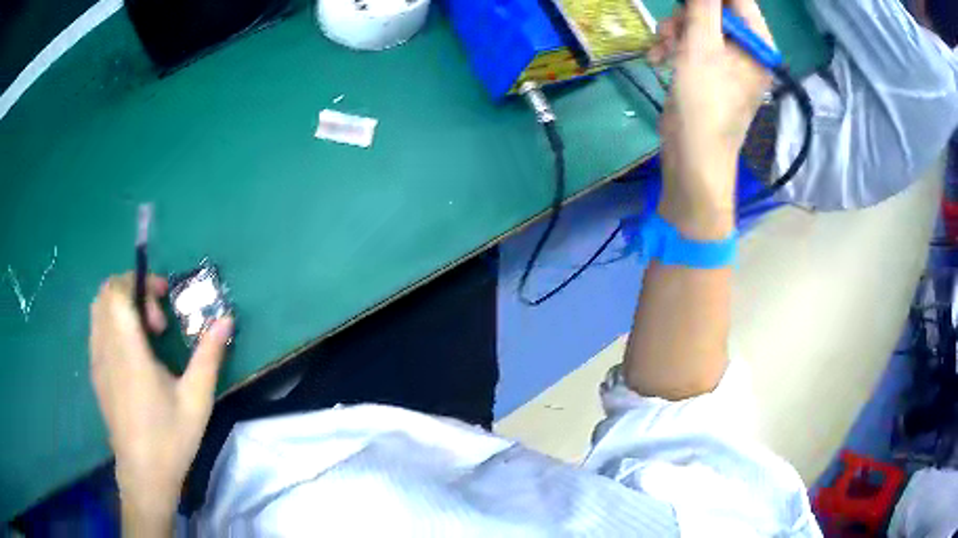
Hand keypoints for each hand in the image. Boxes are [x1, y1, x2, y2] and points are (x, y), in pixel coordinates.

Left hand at [90, 273, 232, 532]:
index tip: (163, 301)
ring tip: (144, 334)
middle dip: (132, 291)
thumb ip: (209, 355)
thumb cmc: (170, 438)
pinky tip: (132, 353)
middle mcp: (106, 348)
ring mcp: (97, 361)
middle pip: (106, 293)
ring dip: (120, 306)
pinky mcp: (95, 374)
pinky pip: (96, 330)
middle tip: (156, 320)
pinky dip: (112, 324)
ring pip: (98, 310)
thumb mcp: (196, 399)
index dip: (141, 282)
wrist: (144, 475)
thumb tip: (226, 319)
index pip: (118, 291)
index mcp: (128, 350)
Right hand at [649, 0, 772, 238]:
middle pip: (715, 11)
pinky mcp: (709, 72)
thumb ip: (703, 7)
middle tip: (671, 29)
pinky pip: (691, 45)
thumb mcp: (701, 45)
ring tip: (661, 48)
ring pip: (698, 26)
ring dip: (674, 32)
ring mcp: (728, 62)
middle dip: (686, 15)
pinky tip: (659, 58)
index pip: (739, 1)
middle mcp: (747, 51)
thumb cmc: (705, 100)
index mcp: (757, 45)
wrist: (693, 154)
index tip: (687, 3)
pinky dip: (673, 47)